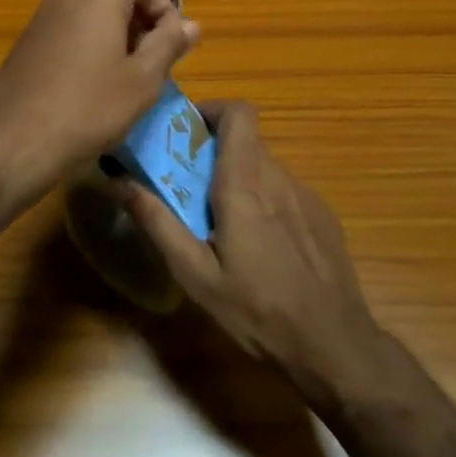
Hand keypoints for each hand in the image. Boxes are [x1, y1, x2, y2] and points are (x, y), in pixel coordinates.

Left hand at [0, 0, 199, 202]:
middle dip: (142, 21)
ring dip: (117, 33)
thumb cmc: (90, 107)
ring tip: (125, 77)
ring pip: (94, 10)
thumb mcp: (142, 79)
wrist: (16, 140)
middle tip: (151, 63)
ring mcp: (44, 12)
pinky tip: (92, 83)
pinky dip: (90, 42)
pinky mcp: (29, 36)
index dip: (166, 9)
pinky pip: (71, 26)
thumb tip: (191, 24)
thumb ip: (169, 44)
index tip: (171, 47)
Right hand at [112, 101, 384, 410]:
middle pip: (246, 141)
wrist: (335, 346)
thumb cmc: (258, 311)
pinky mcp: (324, 216)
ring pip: (265, 167)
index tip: (187, 133)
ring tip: (222, 223)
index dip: (213, 110)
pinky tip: (262, 247)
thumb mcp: (196, 276)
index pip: (238, 113)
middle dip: (215, 152)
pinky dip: (266, 201)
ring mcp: (306, 195)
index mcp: (245, 184)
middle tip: (190, 187)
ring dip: (240, 179)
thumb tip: (120, 182)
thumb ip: (158, 223)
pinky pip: (286, 191)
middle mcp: (278, 177)